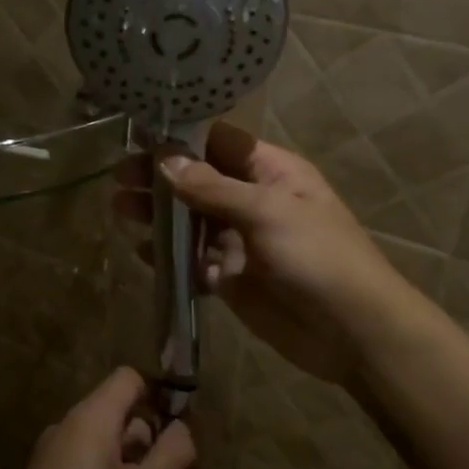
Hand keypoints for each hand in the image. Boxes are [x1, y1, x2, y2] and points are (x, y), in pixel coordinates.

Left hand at [0, 368, 195, 468]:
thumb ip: (172, 453)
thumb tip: (181, 428)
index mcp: (91, 417)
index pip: (129, 378)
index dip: (159, 396)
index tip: (181, 434)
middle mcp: (68, 427)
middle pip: (120, 414)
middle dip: (152, 442)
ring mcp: (53, 456)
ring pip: (106, 445)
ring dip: (135, 467)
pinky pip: (88, 467)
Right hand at [115, 122, 412, 387]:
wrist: (350, 330)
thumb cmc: (316, 256)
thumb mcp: (267, 211)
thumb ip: (213, 188)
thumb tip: (165, 161)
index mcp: (271, 172)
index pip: (219, 143)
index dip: (181, 139)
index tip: (138, 138)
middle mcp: (253, 201)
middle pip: (198, 181)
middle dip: (160, 179)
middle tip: (119, 179)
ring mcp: (240, 242)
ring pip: (190, 222)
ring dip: (157, 216)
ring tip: (119, 209)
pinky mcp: (229, 279)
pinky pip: (192, 261)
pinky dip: (168, 256)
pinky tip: (140, 250)